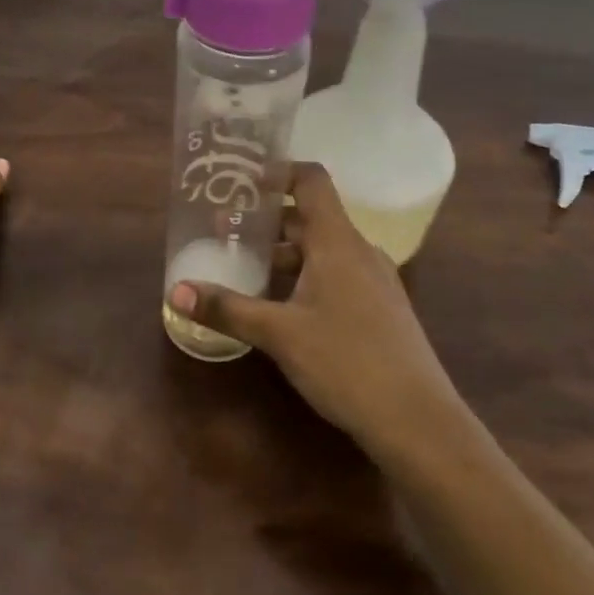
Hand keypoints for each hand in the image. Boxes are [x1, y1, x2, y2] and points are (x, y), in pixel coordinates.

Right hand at [169, 163, 467, 460]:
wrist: (418, 421)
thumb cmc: (346, 361)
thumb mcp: (279, 334)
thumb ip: (228, 309)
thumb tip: (175, 291)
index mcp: (337, 241)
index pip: (311, 181)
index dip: (278, 172)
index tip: (242, 182)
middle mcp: (358, 251)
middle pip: (310, 218)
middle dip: (267, 222)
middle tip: (225, 231)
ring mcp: (374, 280)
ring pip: (322, 250)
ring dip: (284, 254)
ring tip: (245, 269)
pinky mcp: (379, 309)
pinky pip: (336, 275)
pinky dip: (305, 276)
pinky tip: (282, 305)